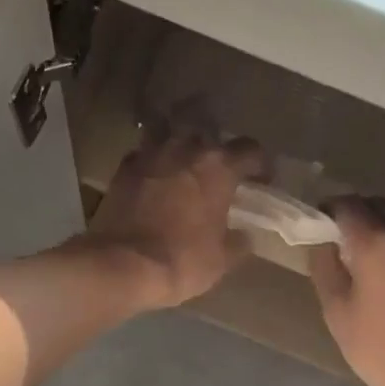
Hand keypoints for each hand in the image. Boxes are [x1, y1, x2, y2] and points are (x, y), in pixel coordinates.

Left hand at [84, 123, 268, 309]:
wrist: (122, 265)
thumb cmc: (182, 261)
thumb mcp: (222, 260)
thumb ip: (238, 242)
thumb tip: (244, 236)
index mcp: (219, 168)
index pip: (250, 150)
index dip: (261, 163)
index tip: (262, 180)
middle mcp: (186, 149)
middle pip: (205, 121)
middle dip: (215, 133)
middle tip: (217, 155)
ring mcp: (151, 154)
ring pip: (167, 125)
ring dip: (177, 132)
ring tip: (181, 150)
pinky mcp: (124, 167)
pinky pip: (143, 151)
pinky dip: (151, 157)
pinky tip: (153, 172)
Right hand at [307, 197, 384, 385]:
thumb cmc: (383, 351)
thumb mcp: (338, 314)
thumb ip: (326, 269)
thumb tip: (323, 243)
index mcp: (376, 242)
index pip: (347, 205)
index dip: (330, 210)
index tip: (322, 224)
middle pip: (380, 205)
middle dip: (360, 215)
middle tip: (346, 241)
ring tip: (380, 256)